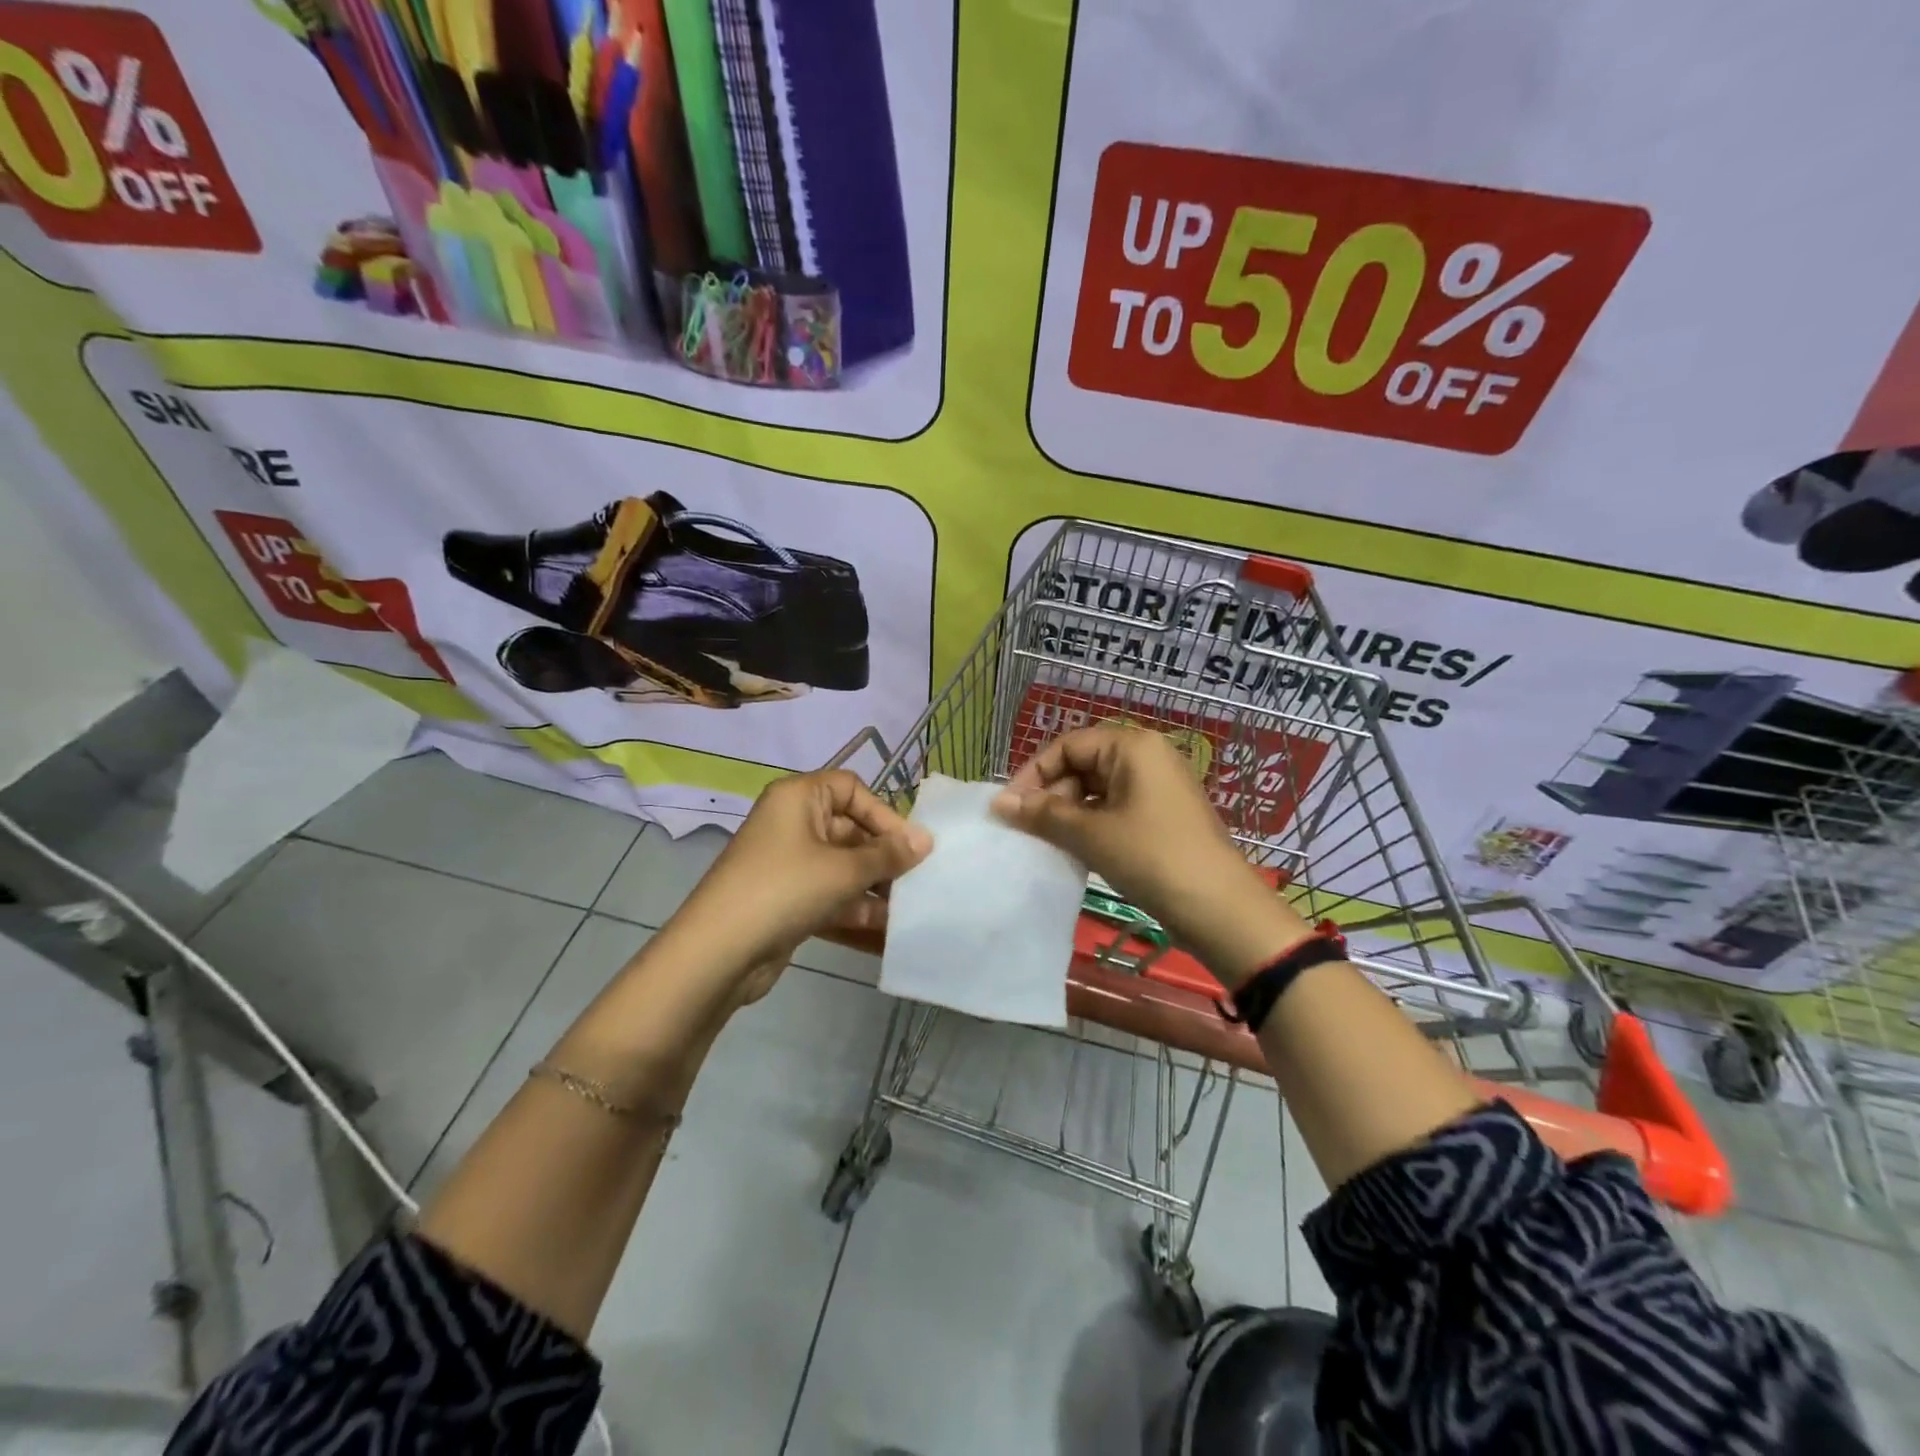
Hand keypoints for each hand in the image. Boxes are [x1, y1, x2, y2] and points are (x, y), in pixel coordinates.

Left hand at [674, 769, 931, 978]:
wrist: (719, 953)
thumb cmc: (784, 890)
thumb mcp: (843, 870)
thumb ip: (888, 855)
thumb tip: (926, 839)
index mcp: (798, 798)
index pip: (851, 789)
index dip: (883, 813)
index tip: (910, 846)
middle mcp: (792, 823)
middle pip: (850, 829)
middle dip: (883, 856)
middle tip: (918, 880)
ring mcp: (788, 863)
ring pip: (842, 866)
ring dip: (874, 886)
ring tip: (908, 909)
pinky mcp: (787, 899)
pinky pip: (830, 894)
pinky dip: (854, 908)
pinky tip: (886, 931)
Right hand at [990, 726, 1311, 986]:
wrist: (1219, 908)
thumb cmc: (1152, 858)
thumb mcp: (1091, 834)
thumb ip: (1043, 814)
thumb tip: (999, 803)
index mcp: (1132, 746)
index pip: (1068, 745)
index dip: (1034, 773)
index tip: (1010, 807)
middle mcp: (1146, 756)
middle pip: (1082, 763)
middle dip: (1051, 794)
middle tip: (1028, 829)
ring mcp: (1157, 786)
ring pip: (1097, 788)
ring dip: (1068, 812)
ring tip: (1048, 842)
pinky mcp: (1162, 814)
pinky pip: (1115, 807)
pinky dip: (1091, 824)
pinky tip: (1075, 849)